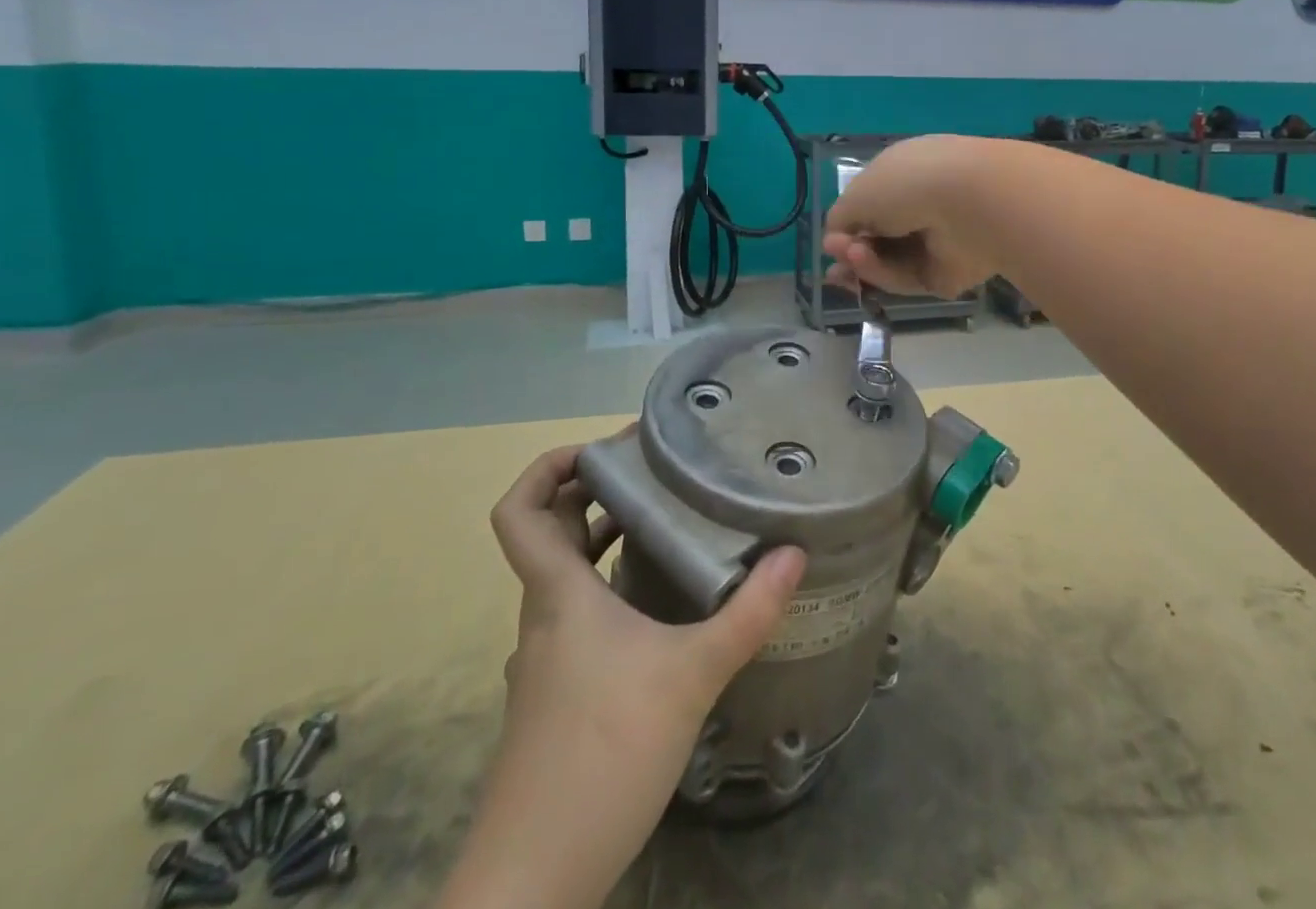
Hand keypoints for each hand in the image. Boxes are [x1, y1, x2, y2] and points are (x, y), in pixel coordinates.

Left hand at [444, 445, 804, 908]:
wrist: (532, 880)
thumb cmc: (603, 755)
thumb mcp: (691, 676)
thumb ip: (747, 614)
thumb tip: (794, 553)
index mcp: (558, 593)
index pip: (521, 510)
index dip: (547, 467)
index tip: (603, 450)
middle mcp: (544, 615)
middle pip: (551, 532)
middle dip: (595, 492)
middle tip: (654, 472)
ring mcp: (546, 658)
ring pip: (566, 576)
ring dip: (604, 540)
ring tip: (666, 523)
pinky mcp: (557, 693)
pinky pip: (578, 614)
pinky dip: (610, 588)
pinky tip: (661, 607)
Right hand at [823, 134, 998, 296]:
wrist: (968, 203)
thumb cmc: (907, 184)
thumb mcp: (857, 194)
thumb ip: (841, 218)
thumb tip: (837, 239)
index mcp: (905, 173)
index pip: (872, 204)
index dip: (848, 225)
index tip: (831, 241)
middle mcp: (923, 205)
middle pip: (879, 239)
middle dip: (851, 251)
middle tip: (834, 262)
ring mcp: (938, 241)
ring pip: (890, 262)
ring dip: (864, 262)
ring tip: (850, 255)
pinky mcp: (948, 273)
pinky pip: (908, 279)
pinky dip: (885, 274)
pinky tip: (868, 263)